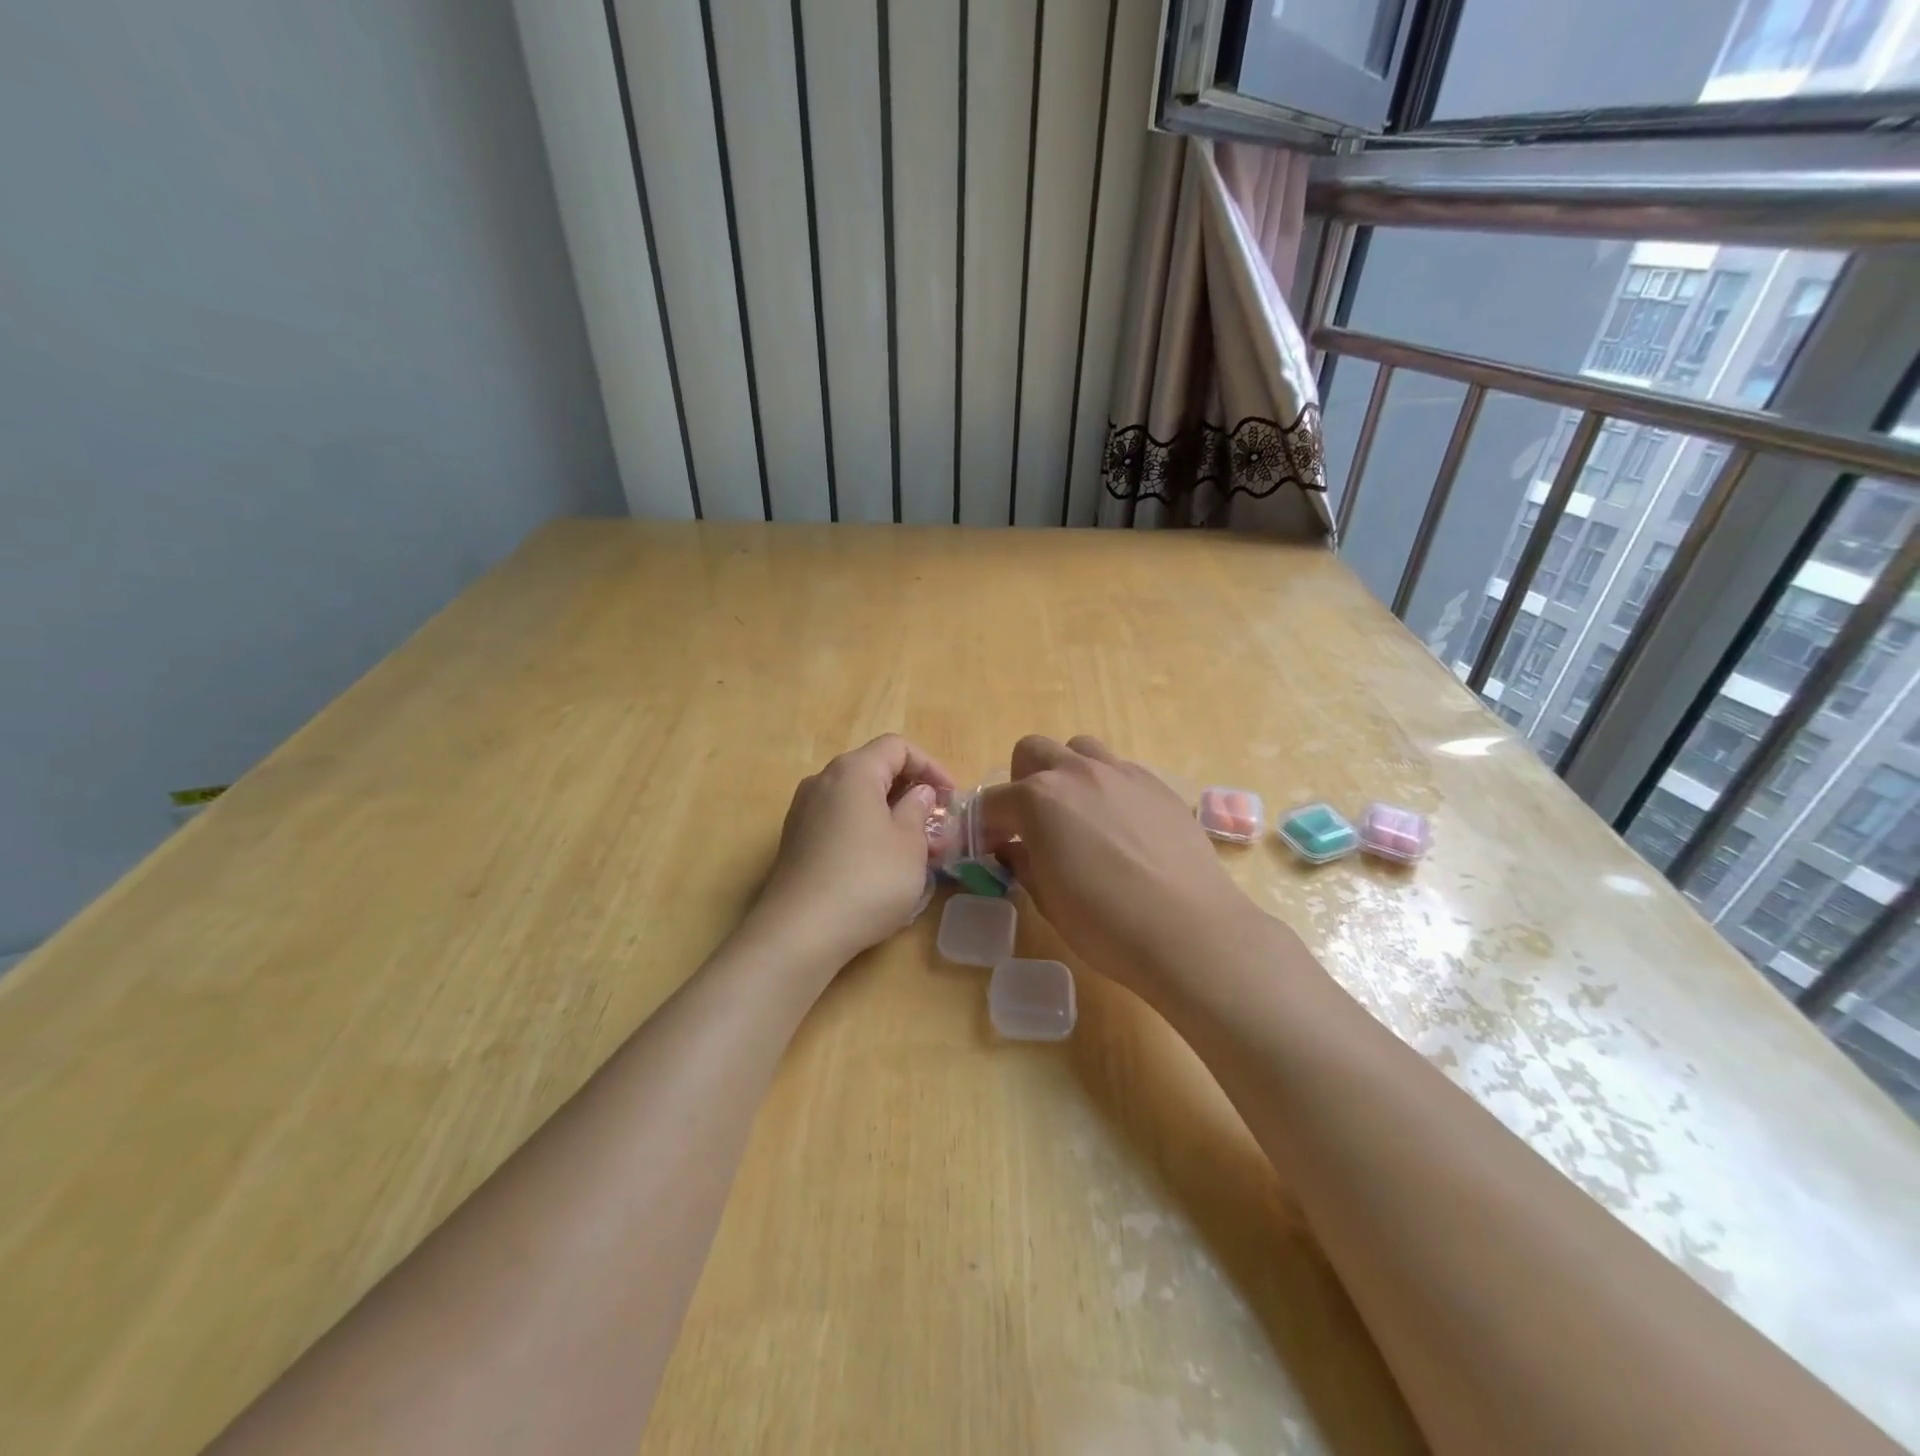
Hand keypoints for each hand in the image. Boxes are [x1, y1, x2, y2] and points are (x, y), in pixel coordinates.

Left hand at [754, 735, 954, 967]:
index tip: (950, 798)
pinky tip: (881, 864)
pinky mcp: (795, 841)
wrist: (800, 932)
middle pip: (874, 770)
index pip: (897, 747)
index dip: (930, 766)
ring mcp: (803, 811)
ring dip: (889, 814)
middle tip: (936, 825)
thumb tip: (917, 794)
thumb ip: (918, 809)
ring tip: (915, 849)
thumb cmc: (867, 880)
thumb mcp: (909, 844)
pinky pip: (838, 821)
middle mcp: (822, 782)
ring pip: (856, 799)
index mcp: (853, 771)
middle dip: (910, 792)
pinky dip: (865, 830)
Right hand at [978, 736, 1264, 1006]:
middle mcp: (1076, 772)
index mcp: (1038, 798)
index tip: (988, 851)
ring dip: (1066, 773)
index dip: (983, 828)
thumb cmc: (1104, 922)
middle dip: (1021, 782)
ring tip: (1077, 815)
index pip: (992, 802)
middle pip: (1032, 752)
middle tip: (1031, 824)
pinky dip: (1106, 788)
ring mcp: (1121, 773)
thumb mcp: (1047, 899)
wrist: (1188, 929)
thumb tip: (1014, 849)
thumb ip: (1023, 863)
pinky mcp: (1157, 784)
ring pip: (1079, 749)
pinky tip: (1120, 828)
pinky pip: (1119, 770)